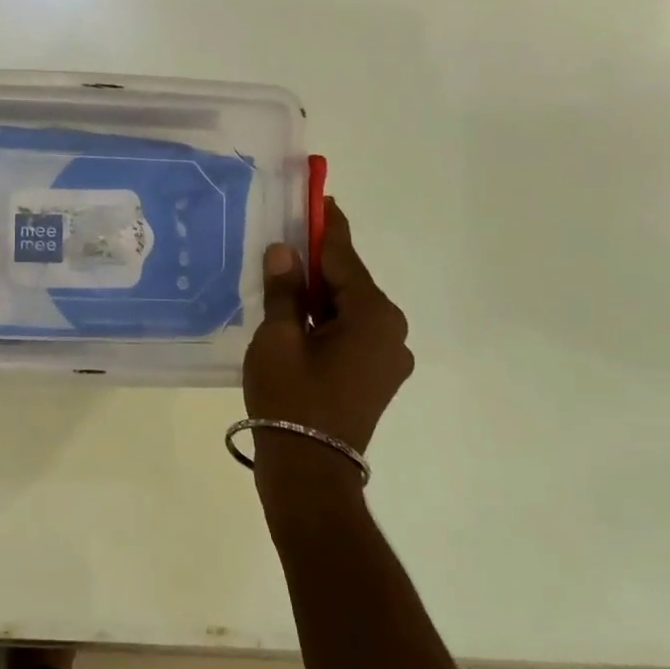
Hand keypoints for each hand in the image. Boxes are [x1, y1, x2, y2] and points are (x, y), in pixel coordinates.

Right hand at [243, 198, 412, 477]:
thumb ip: (284, 291)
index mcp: (374, 316)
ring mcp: (387, 358)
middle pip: (350, 283)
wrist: (309, 470)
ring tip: (284, 277)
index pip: (345, 258)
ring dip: (319, 294)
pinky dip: (325, 320)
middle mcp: (391, 332)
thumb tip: (284, 252)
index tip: (320, 198)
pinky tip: (296, 316)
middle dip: (319, 262)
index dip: (327, 227)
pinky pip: (350, 333)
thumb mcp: (278, 337)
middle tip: (287, 239)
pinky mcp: (376, 378)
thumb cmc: (291, 397)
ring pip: (348, 310)